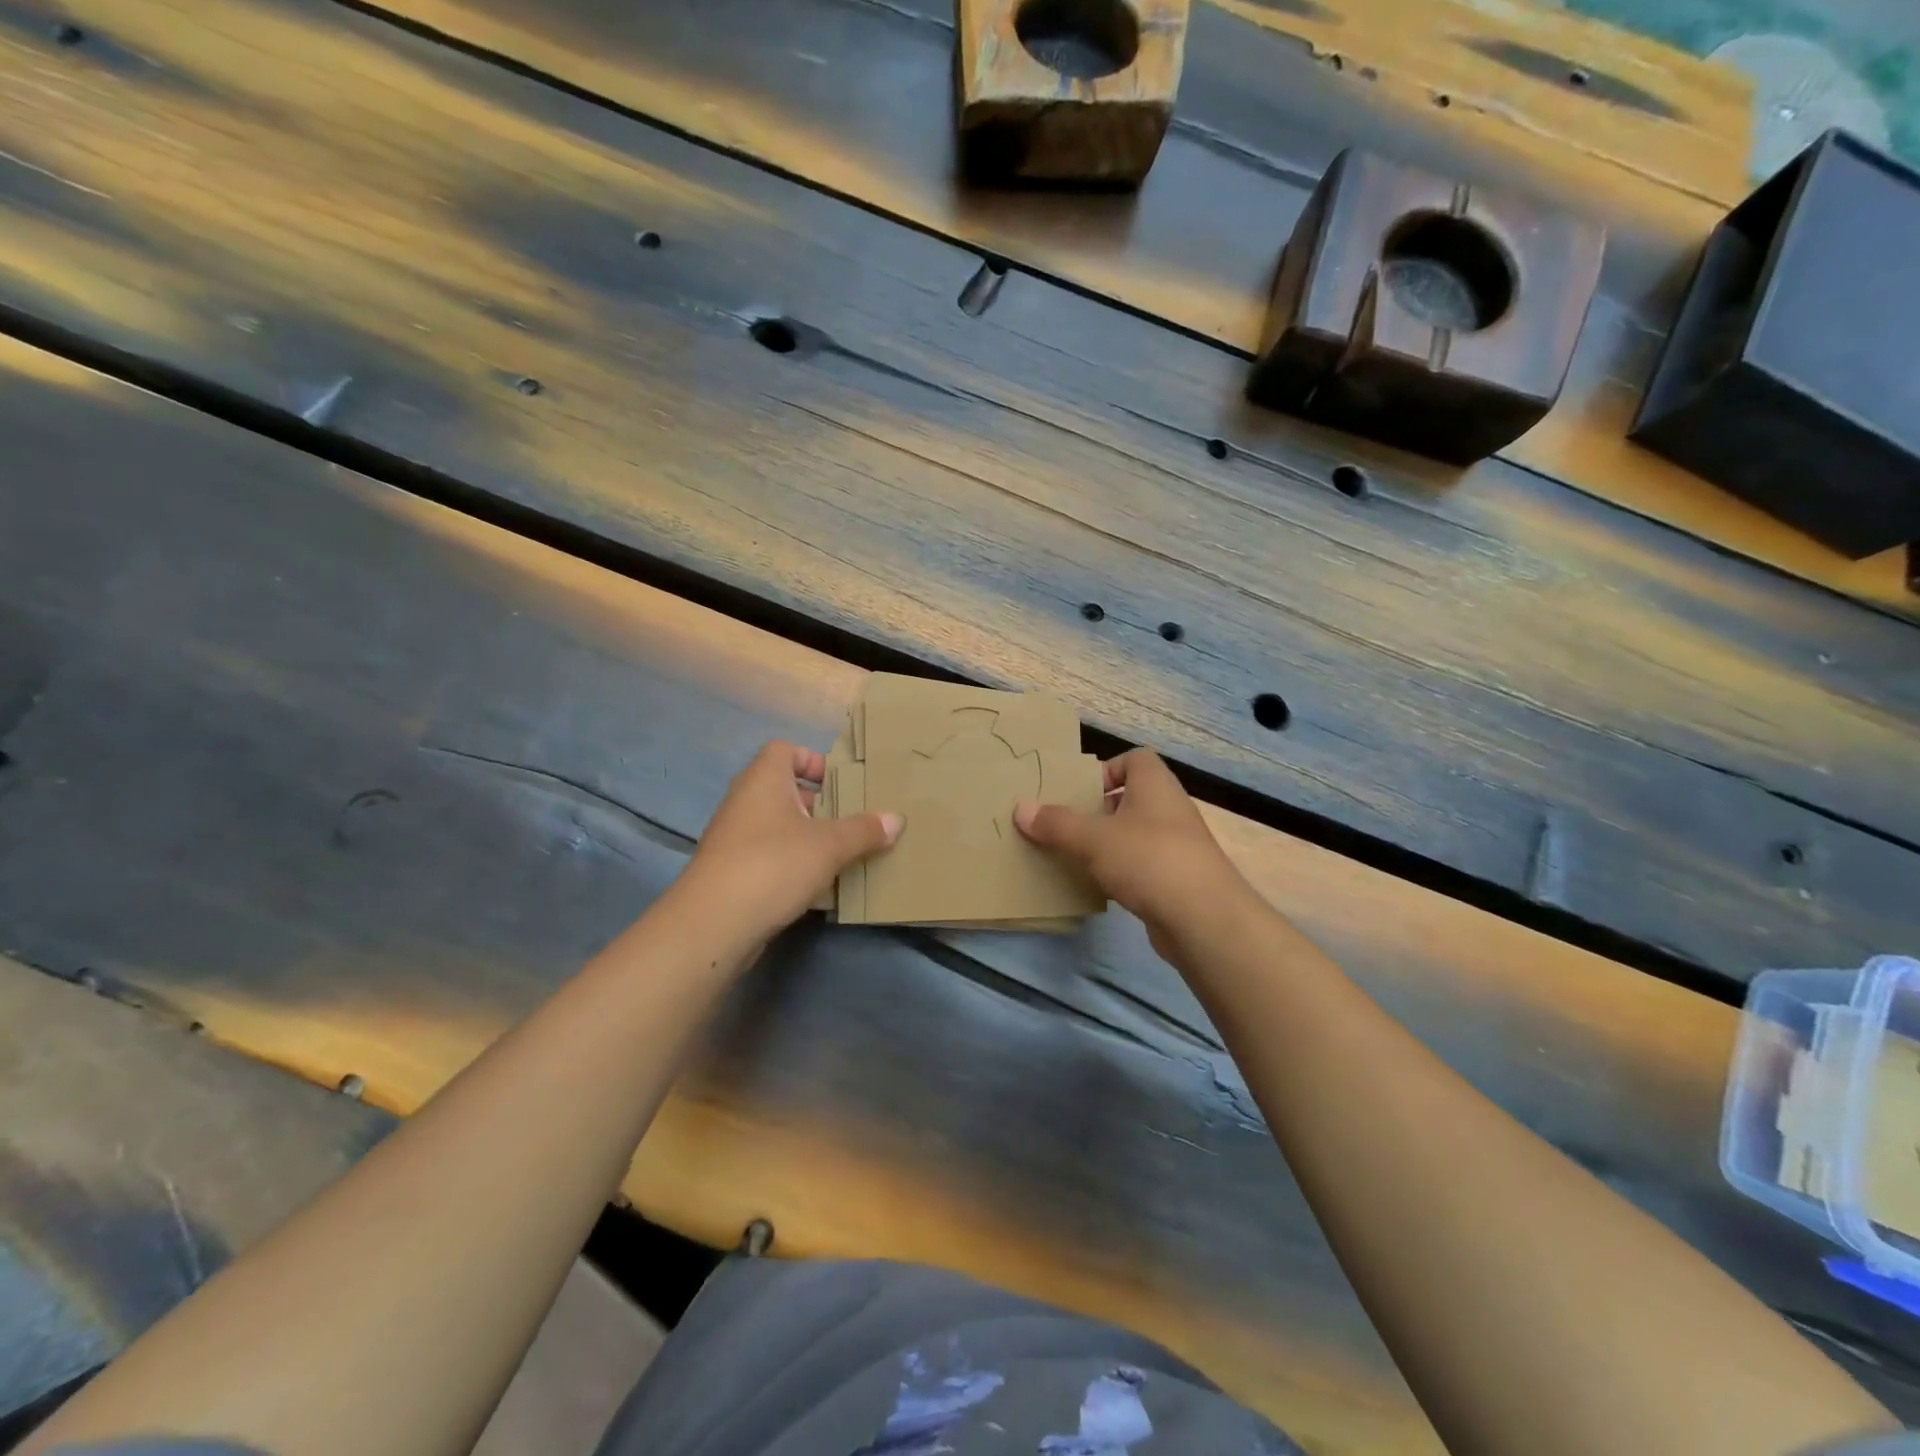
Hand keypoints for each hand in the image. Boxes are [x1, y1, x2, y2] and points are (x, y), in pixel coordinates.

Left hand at [680, 741, 901, 936]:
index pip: (784, 749)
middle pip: (783, 788)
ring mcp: (733, 837)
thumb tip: (896, 819)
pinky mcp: (730, 871)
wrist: (714, 923)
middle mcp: (744, 800)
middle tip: (850, 819)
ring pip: (776, 825)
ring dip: (806, 835)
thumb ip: (864, 830)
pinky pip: (767, 855)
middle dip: (818, 803)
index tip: (839, 782)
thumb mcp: (830, 846)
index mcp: (764, 780)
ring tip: (840, 853)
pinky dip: (791, 862)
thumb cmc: (774, 865)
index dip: (812, 760)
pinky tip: (816, 884)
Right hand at [1014, 748, 1254, 948]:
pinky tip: (1097, 887)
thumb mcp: (1093, 838)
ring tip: (1074, 856)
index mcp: (1155, 786)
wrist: (1203, 919)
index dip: (1107, 769)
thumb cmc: (1148, 859)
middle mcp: (1170, 810)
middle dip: (1098, 810)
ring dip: (1106, 844)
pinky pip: (1141, 867)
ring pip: (1134, 835)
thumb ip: (1056, 823)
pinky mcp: (1177, 880)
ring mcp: (1177, 847)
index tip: (1080, 791)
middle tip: (1066, 824)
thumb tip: (1020, 808)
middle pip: (1130, 798)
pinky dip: (1120, 873)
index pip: (1135, 759)